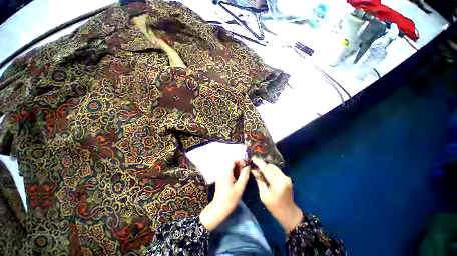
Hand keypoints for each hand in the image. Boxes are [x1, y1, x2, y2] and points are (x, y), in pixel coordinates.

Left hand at [200, 160, 249, 230]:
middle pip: (230, 163)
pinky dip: (232, 173)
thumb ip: (244, 175)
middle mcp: (221, 172)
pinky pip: (227, 172)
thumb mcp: (240, 186)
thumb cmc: (230, 198)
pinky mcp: (220, 179)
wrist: (219, 208)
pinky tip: (237, 179)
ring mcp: (220, 176)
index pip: (232, 161)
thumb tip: (247, 166)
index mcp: (226, 172)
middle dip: (238, 165)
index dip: (239, 161)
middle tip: (244, 171)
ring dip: (236, 169)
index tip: (245, 166)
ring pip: (229, 168)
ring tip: (242, 175)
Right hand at [250, 157, 302, 231]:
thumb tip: (253, 170)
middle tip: (254, 166)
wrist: (288, 213)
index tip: (252, 158)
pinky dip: (270, 171)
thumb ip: (259, 180)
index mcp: (277, 183)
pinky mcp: (287, 178)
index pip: (266, 168)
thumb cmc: (274, 206)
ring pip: (274, 167)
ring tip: (259, 169)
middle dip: (262, 165)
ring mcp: (286, 177)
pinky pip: (277, 171)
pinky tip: (265, 174)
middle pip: (270, 166)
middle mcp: (283, 177)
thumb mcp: (263, 194)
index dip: (258, 162)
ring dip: (266, 167)